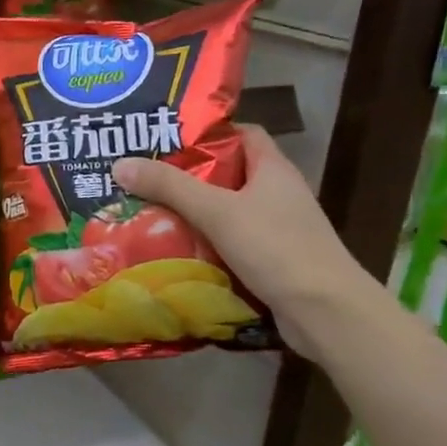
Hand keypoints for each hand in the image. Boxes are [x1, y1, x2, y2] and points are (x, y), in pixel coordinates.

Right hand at [112, 126, 378, 357]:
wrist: (326, 313)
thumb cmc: (276, 248)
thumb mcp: (216, 211)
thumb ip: (169, 187)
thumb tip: (120, 164)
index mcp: (274, 170)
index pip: (243, 134)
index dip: (209, 132)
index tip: (168, 138)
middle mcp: (278, 194)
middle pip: (229, 173)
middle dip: (189, 176)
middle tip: (146, 176)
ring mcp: (278, 230)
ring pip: (227, 212)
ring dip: (193, 213)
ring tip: (149, 211)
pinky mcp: (272, 261)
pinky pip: (231, 243)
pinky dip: (205, 244)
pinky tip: (174, 250)